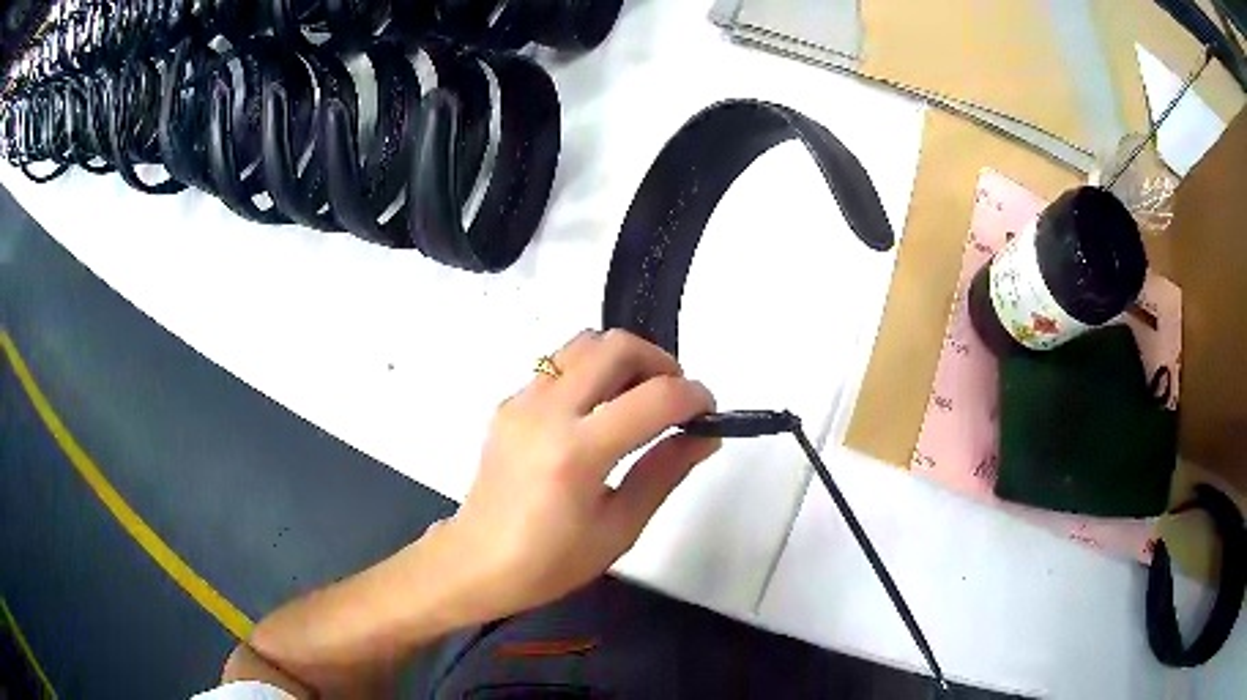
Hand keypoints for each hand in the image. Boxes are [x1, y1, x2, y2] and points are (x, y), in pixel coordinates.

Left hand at [433, 329, 717, 622]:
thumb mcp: (620, 528)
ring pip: (583, 343)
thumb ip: (664, 472)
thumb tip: (705, 436)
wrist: (477, 562)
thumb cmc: (550, 561)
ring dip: (623, 359)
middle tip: (675, 397)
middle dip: (660, 361)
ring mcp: (521, 401)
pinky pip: (558, 365)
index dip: (694, 397)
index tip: (708, 412)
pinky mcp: (508, 403)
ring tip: (639, 399)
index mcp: (577, 453)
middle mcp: (545, 412)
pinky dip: (591, 372)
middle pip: (615, 346)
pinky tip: (596, 413)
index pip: (654, 398)